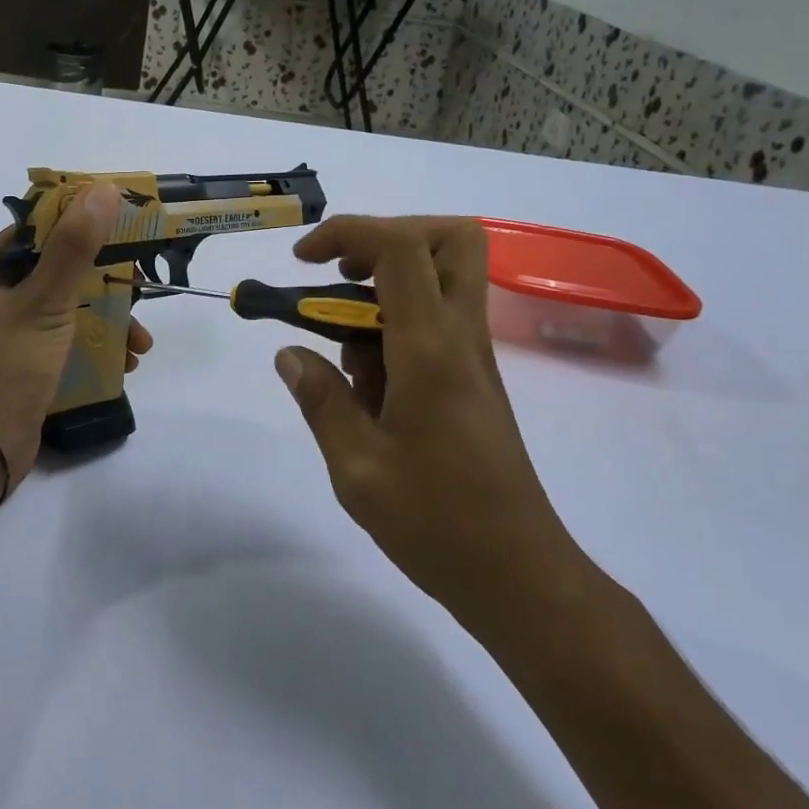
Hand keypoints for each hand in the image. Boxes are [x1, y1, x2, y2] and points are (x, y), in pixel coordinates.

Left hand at [0, 184, 153, 494]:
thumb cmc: (8, 367)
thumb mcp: (46, 303)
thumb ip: (75, 247)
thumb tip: (104, 190)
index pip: (40, 229)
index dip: (84, 222)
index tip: (127, 227)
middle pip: (61, 268)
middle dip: (108, 283)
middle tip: (142, 290)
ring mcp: (11, 327)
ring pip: (70, 304)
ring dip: (109, 317)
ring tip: (141, 343)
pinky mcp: (27, 356)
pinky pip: (68, 334)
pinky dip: (97, 342)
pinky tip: (126, 361)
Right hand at [275, 216, 584, 620]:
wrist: (520, 576)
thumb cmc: (437, 524)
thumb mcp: (357, 468)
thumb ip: (321, 400)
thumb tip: (289, 354)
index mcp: (431, 349)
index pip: (400, 247)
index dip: (348, 233)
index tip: (303, 260)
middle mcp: (461, 337)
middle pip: (450, 239)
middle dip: (388, 236)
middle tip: (342, 276)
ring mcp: (473, 357)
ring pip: (444, 278)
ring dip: (386, 287)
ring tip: (341, 346)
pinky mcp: (473, 380)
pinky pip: (437, 322)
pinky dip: (395, 326)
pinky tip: (365, 384)